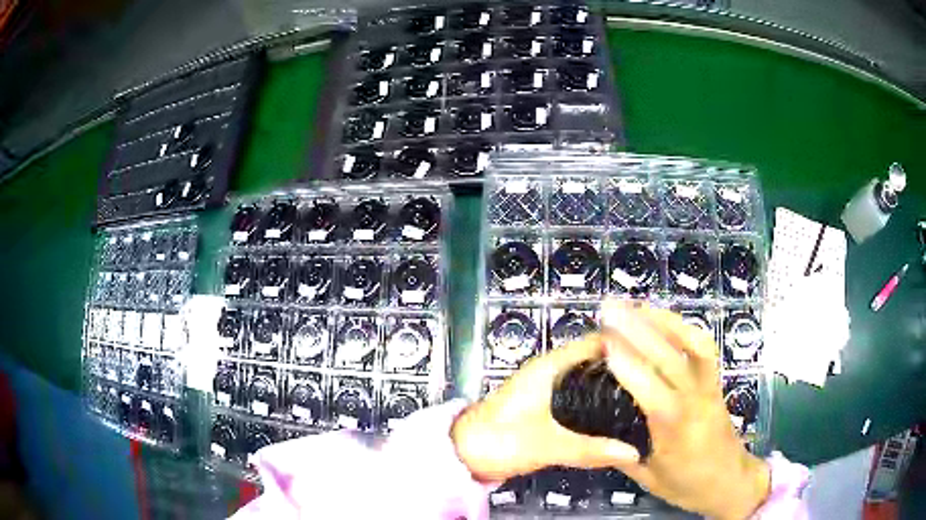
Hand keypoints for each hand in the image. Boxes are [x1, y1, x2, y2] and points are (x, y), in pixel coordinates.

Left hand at [450, 334, 641, 481]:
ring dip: (613, 377)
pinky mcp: (545, 402)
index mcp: (550, 366)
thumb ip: (589, 450)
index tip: (658, 350)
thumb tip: (633, 453)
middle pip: (596, 355)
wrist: (463, 453)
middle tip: (660, 372)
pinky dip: (600, 393)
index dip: (627, 341)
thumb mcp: (547, 446)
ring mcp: (547, 385)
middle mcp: (550, 368)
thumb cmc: (499, 442)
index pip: (596, 341)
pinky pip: (580, 389)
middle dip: (626, 361)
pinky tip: (619, 407)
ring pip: (589, 372)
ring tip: (649, 387)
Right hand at [595, 301, 768, 519]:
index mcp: (676, 430)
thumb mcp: (648, 478)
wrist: (730, 480)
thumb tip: (593, 430)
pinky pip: (704, 348)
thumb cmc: (688, 484)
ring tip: (637, 306)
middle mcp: (696, 401)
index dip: (629, 366)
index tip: (603, 343)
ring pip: (694, 344)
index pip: (652, 392)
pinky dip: (684, 328)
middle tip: (610, 310)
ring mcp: (709, 387)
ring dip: (665, 320)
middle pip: (670, 358)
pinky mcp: (716, 381)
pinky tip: (664, 321)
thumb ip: (621, 452)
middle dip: (639, 330)